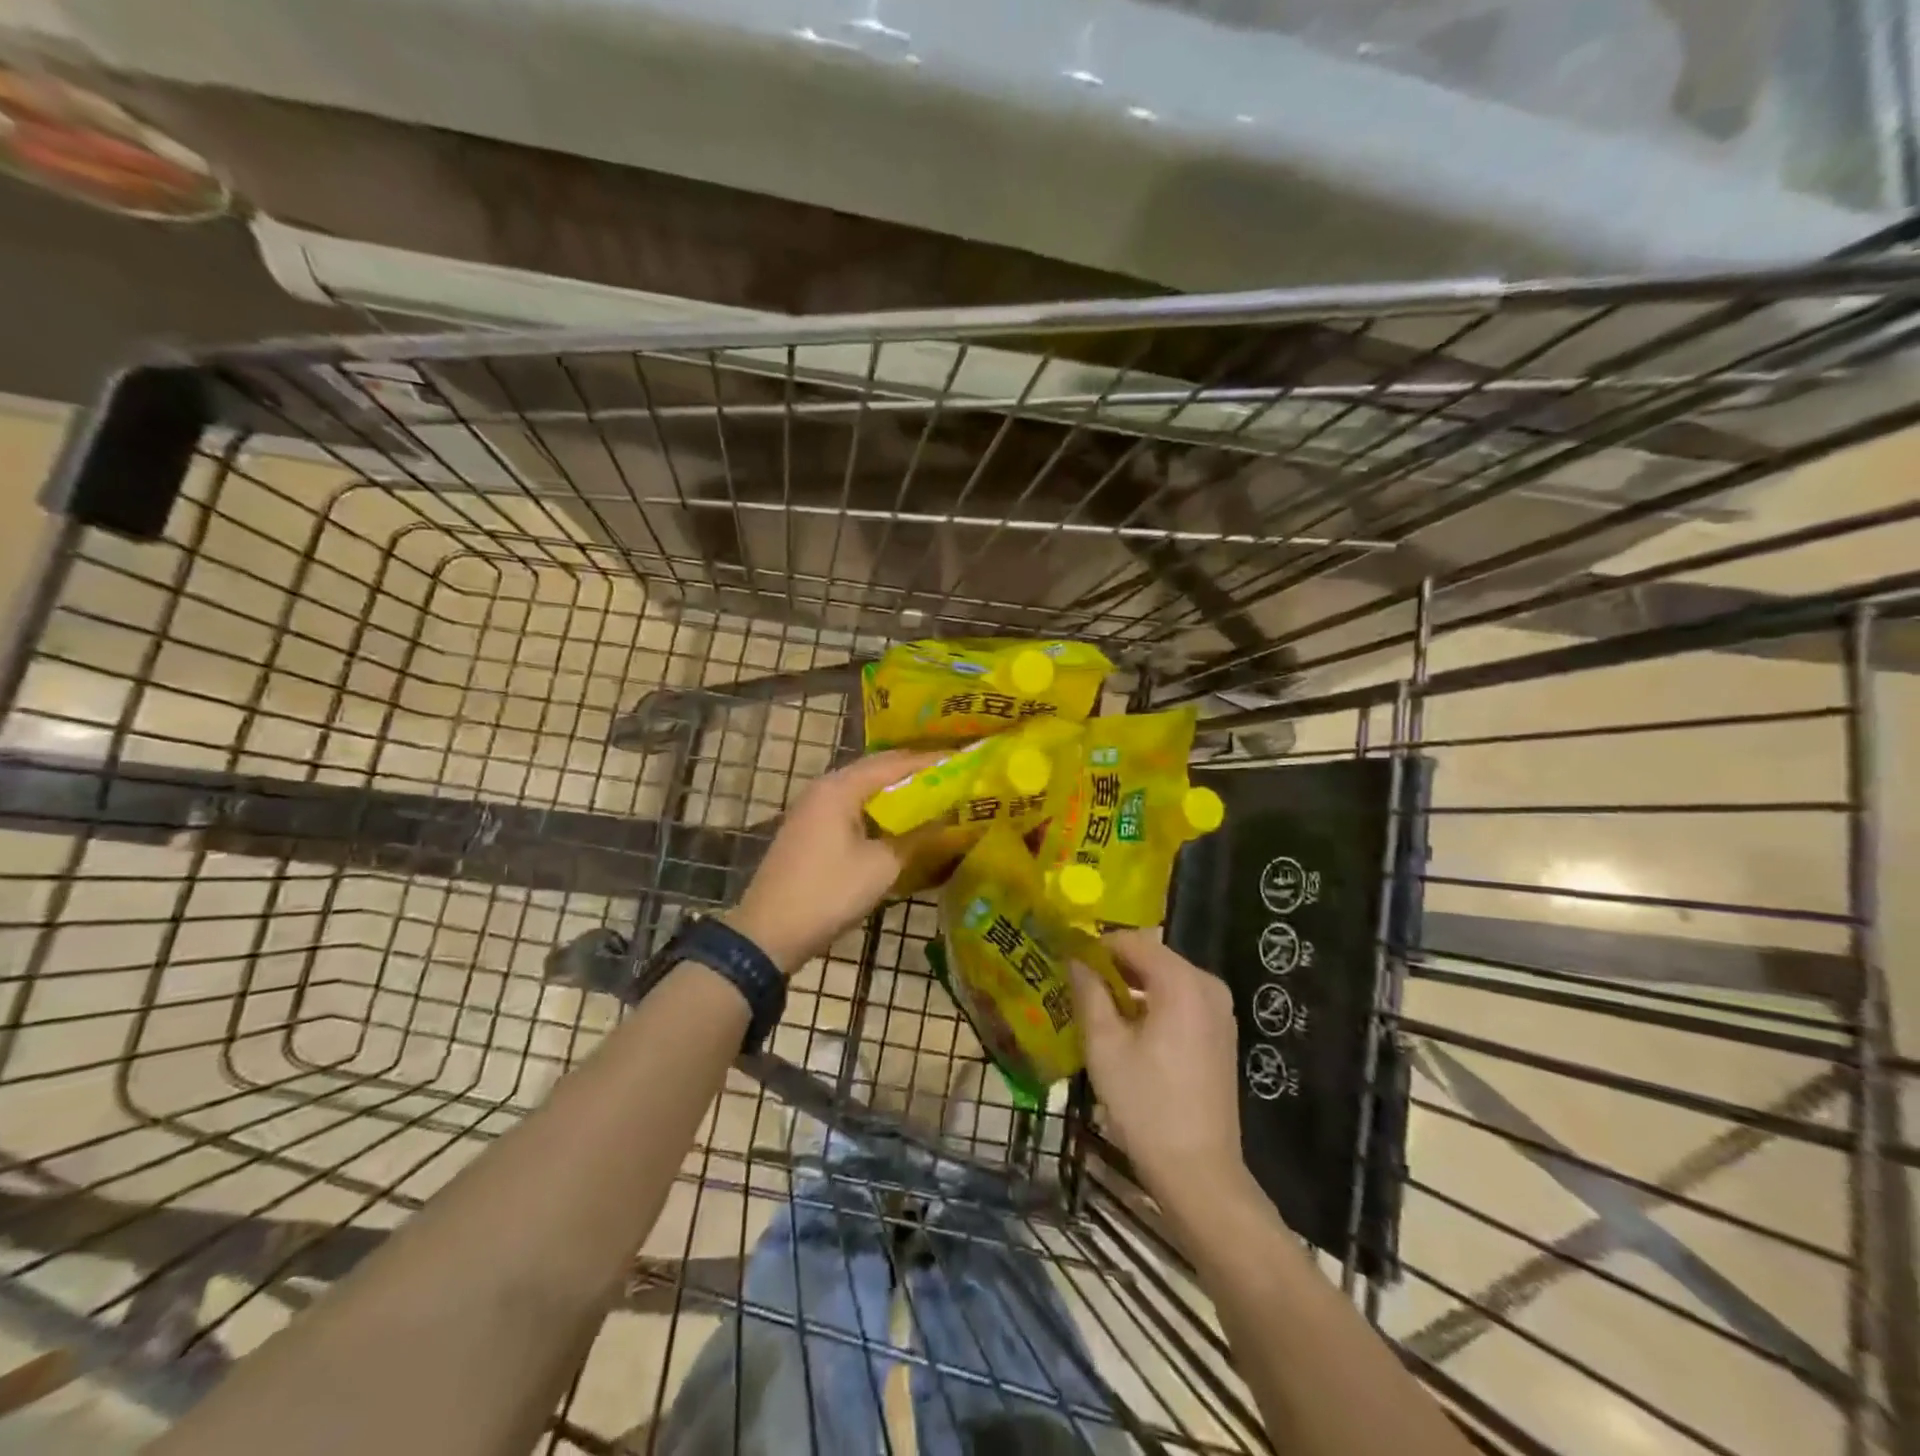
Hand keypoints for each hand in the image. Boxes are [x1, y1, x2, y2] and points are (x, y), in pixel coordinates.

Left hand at [725, 750, 941, 975]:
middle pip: (877, 770)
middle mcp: (825, 787)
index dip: (931, 762)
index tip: (964, 762)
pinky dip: (879, 809)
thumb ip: (918, 837)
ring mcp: (813, 808)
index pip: (895, 762)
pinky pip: (852, 806)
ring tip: (934, 796)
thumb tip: (949, 819)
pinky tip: (899, 821)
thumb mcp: (882, 866)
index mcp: (841, 787)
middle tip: (953, 777)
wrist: (768, 933)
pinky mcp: (810, 829)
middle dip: (915, 773)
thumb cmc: (828, 894)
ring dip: (896, 792)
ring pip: (864, 789)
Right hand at [1071, 930, 1246, 1197]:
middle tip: (1075, 983)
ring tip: (1093, 1004)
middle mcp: (1208, 986)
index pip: (1132, 942)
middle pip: (1151, 958)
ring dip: (1130, 986)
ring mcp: (1220, 1011)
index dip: (1096, 946)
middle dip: (1113, 966)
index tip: (1066, 959)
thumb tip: (1075, 959)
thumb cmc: (1146, 1105)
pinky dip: (1152, 1004)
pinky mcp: (1220, 1034)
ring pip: (1165, 980)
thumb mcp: (1105, 1046)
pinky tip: (1125, 1028)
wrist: (1199, 1173)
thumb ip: (1088, 992)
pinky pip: (1180, 1001)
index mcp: (1182, 982)